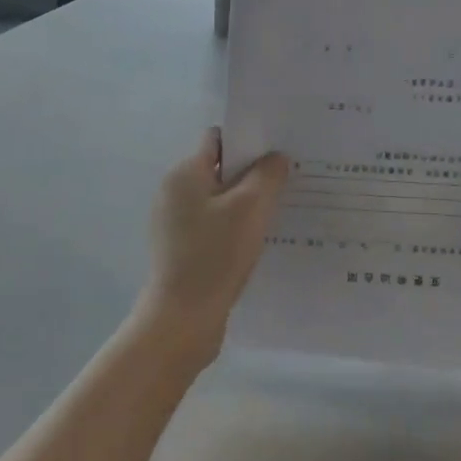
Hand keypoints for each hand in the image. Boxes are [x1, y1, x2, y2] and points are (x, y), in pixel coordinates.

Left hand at [142, 129, 290, 358]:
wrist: (182, 320)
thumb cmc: (215, 255)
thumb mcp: (251, 208)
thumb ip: (267, 175)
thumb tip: (275, 157)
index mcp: (184, 173)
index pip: (218, 140)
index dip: (249, 142)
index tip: (279, 153)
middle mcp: (174, 192)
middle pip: (220, 170)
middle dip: (252, 175)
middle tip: (287, 184)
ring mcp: (174, 223)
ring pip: (219, 201)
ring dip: (246, 205)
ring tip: (278, 214)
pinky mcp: (180, 249)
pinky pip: (213, 226)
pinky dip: (234, 228)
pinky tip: (257, 242)